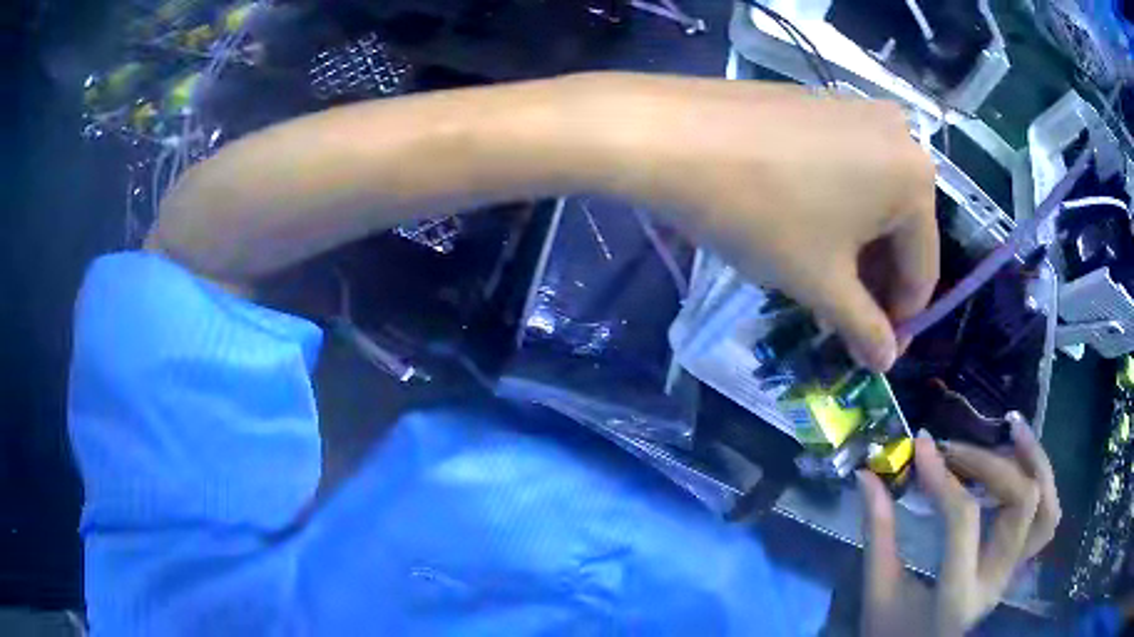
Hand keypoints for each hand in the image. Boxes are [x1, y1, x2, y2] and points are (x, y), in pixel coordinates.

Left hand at [583, 74, 937, 370]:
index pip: (921, 271)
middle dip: (875, 283)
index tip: (875, 352)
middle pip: (900, 232)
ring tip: (822, 284)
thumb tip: (887, 360)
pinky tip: (808, 230)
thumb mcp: (821, 281)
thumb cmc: (762, 213)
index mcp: (917, 179)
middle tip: (843, 323)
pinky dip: (839, 207)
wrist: (675, 136)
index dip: (900, 319)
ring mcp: (858, 111)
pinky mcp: (822, 103)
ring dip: (856, 249)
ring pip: (874, 200)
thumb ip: (863, 327)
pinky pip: (849, 168)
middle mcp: (901, 136)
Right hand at [856, 416, 1061, 635]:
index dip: (944, 477)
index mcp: (956, 595)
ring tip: (1012, 430)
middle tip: (957, 449)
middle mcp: (995, 581)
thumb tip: (868, 475)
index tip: (922, 447)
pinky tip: (1023, 461)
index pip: (963, 521)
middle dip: (991, 464)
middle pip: (1020, 503)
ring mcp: (1012, 573)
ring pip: (1046, 508)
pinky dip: (1042, 483)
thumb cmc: (892, 634)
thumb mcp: (878, 591)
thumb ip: (878, 532)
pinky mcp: (1017, 565)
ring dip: (1034, 463)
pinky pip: (1046, 519)